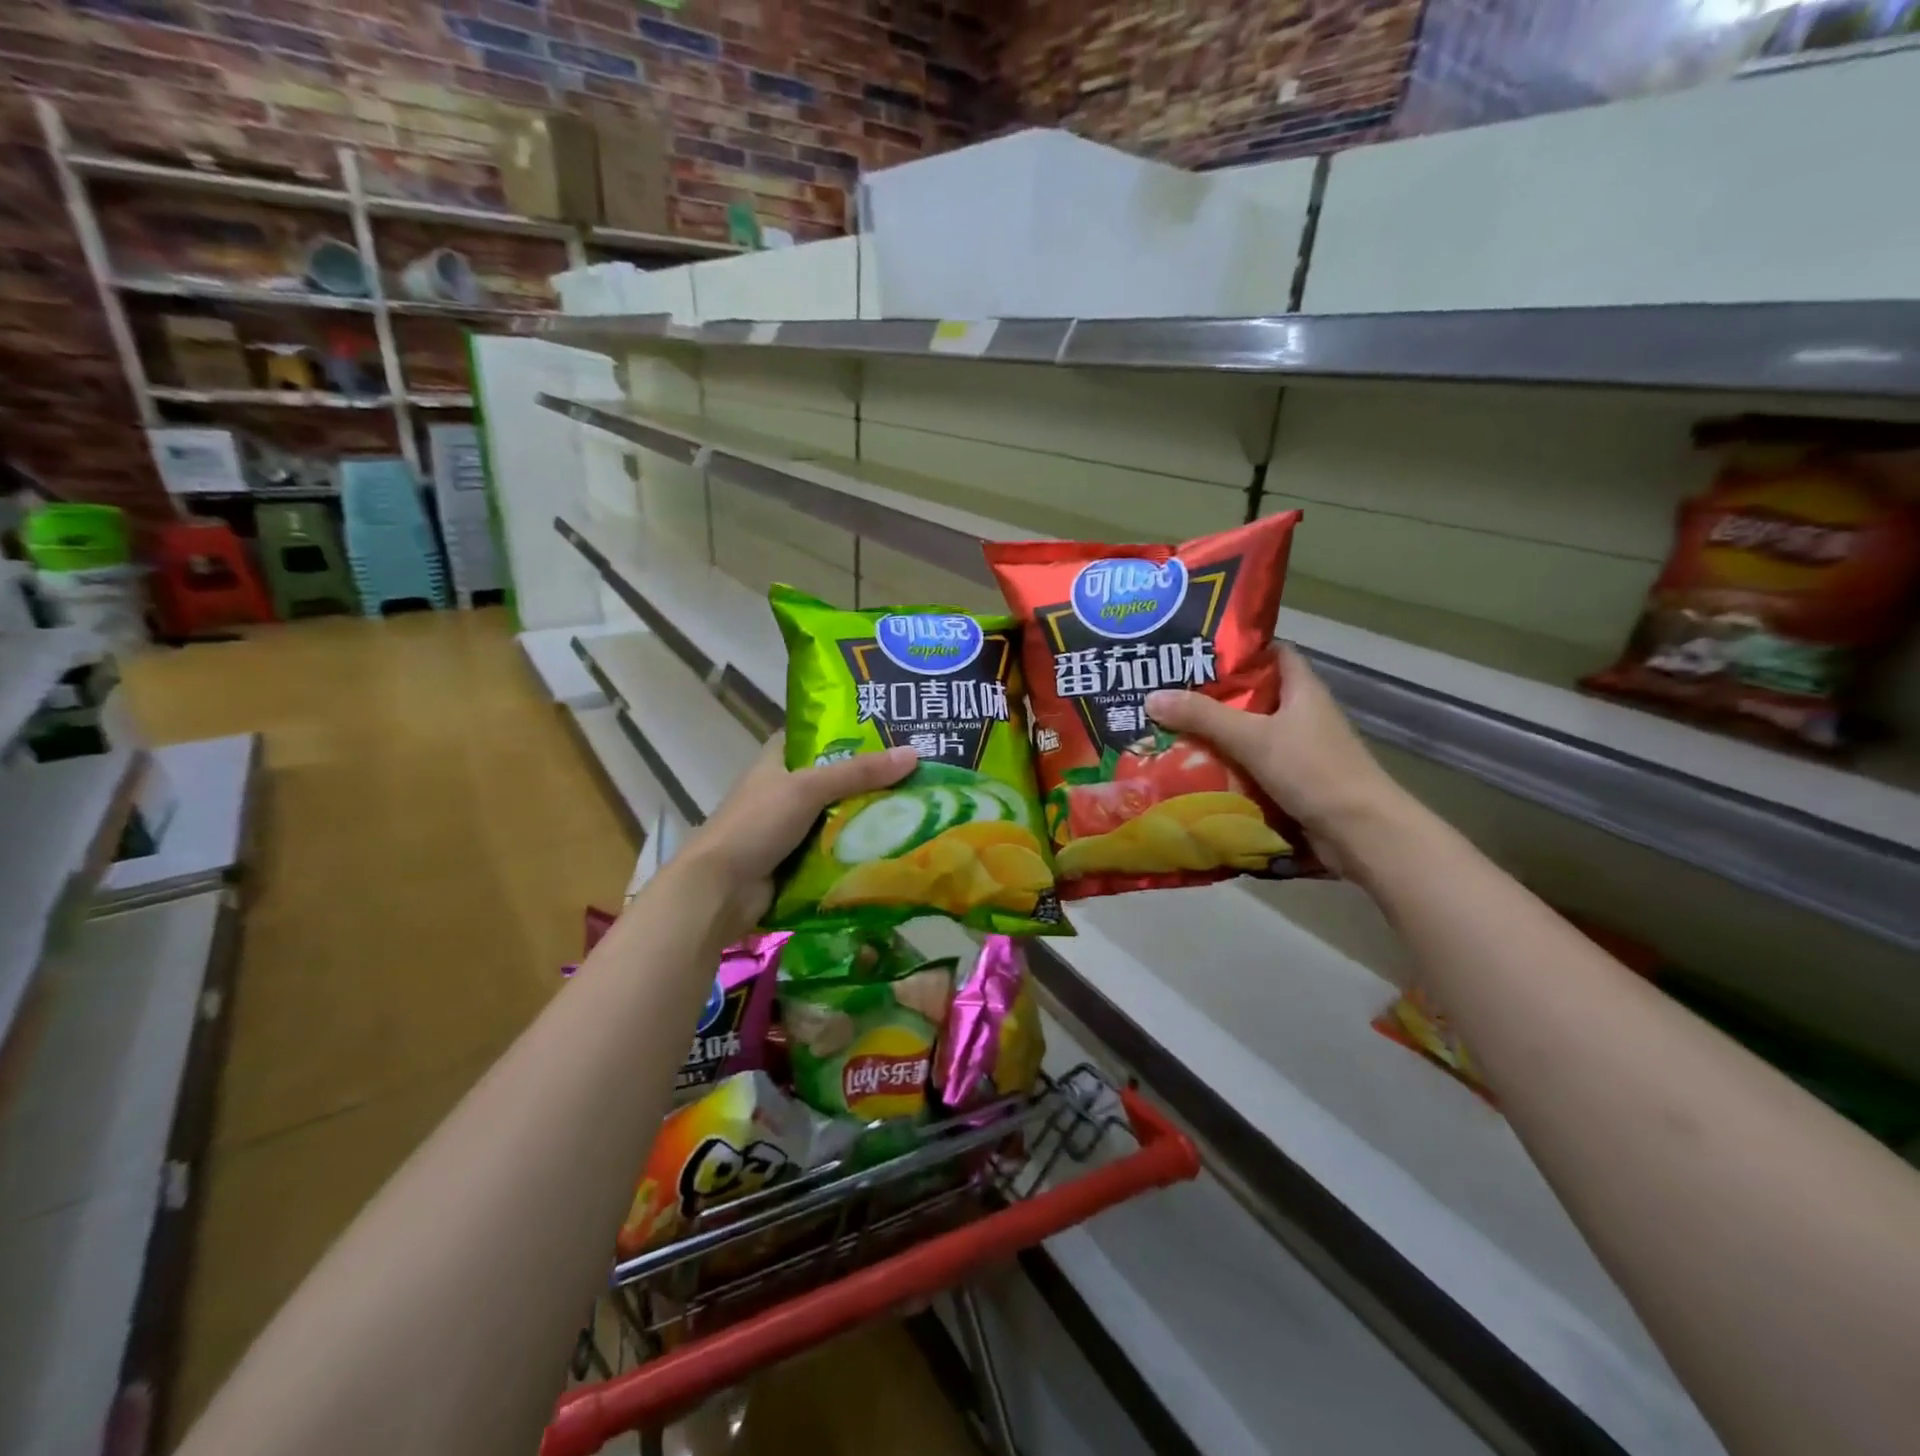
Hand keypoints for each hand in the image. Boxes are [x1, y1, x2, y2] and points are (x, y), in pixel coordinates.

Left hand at [675, 737, 917, 940]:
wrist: (720, 890)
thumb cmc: (757, 824)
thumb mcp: (809, 788)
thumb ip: (859, 772)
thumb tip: (913, 754)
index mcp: (777, 759)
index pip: (818, 735)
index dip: (851, 729)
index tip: (892, 729)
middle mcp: (785, 788)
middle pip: (836, 777)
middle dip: (871, 777)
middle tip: (918, 770)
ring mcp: (791, 826)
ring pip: (838, 814)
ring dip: (868, 814)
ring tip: (918, 804)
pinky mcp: (797, 859)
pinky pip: (835, 846)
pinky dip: (858, 846)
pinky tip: (895, 842)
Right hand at [1145, 644, 1407, 871]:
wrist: (1361, 834)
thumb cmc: (1314, 771)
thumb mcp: (1254, 738)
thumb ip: (1203, 717)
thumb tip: (1151, 697)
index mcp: (1302, 690)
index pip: (1272, 653)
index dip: (1238, 649)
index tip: (1196, 652)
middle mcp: (1302, 714)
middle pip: (1253, 695)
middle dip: (1213, 696)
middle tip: (1167, 694)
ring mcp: (1299, 750)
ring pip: (1250, 733)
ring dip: (1216, 735)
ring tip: (1168, 730)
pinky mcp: (1293, 782)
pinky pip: (1252, 766)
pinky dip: (1226, 767)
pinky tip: (1192, 770)